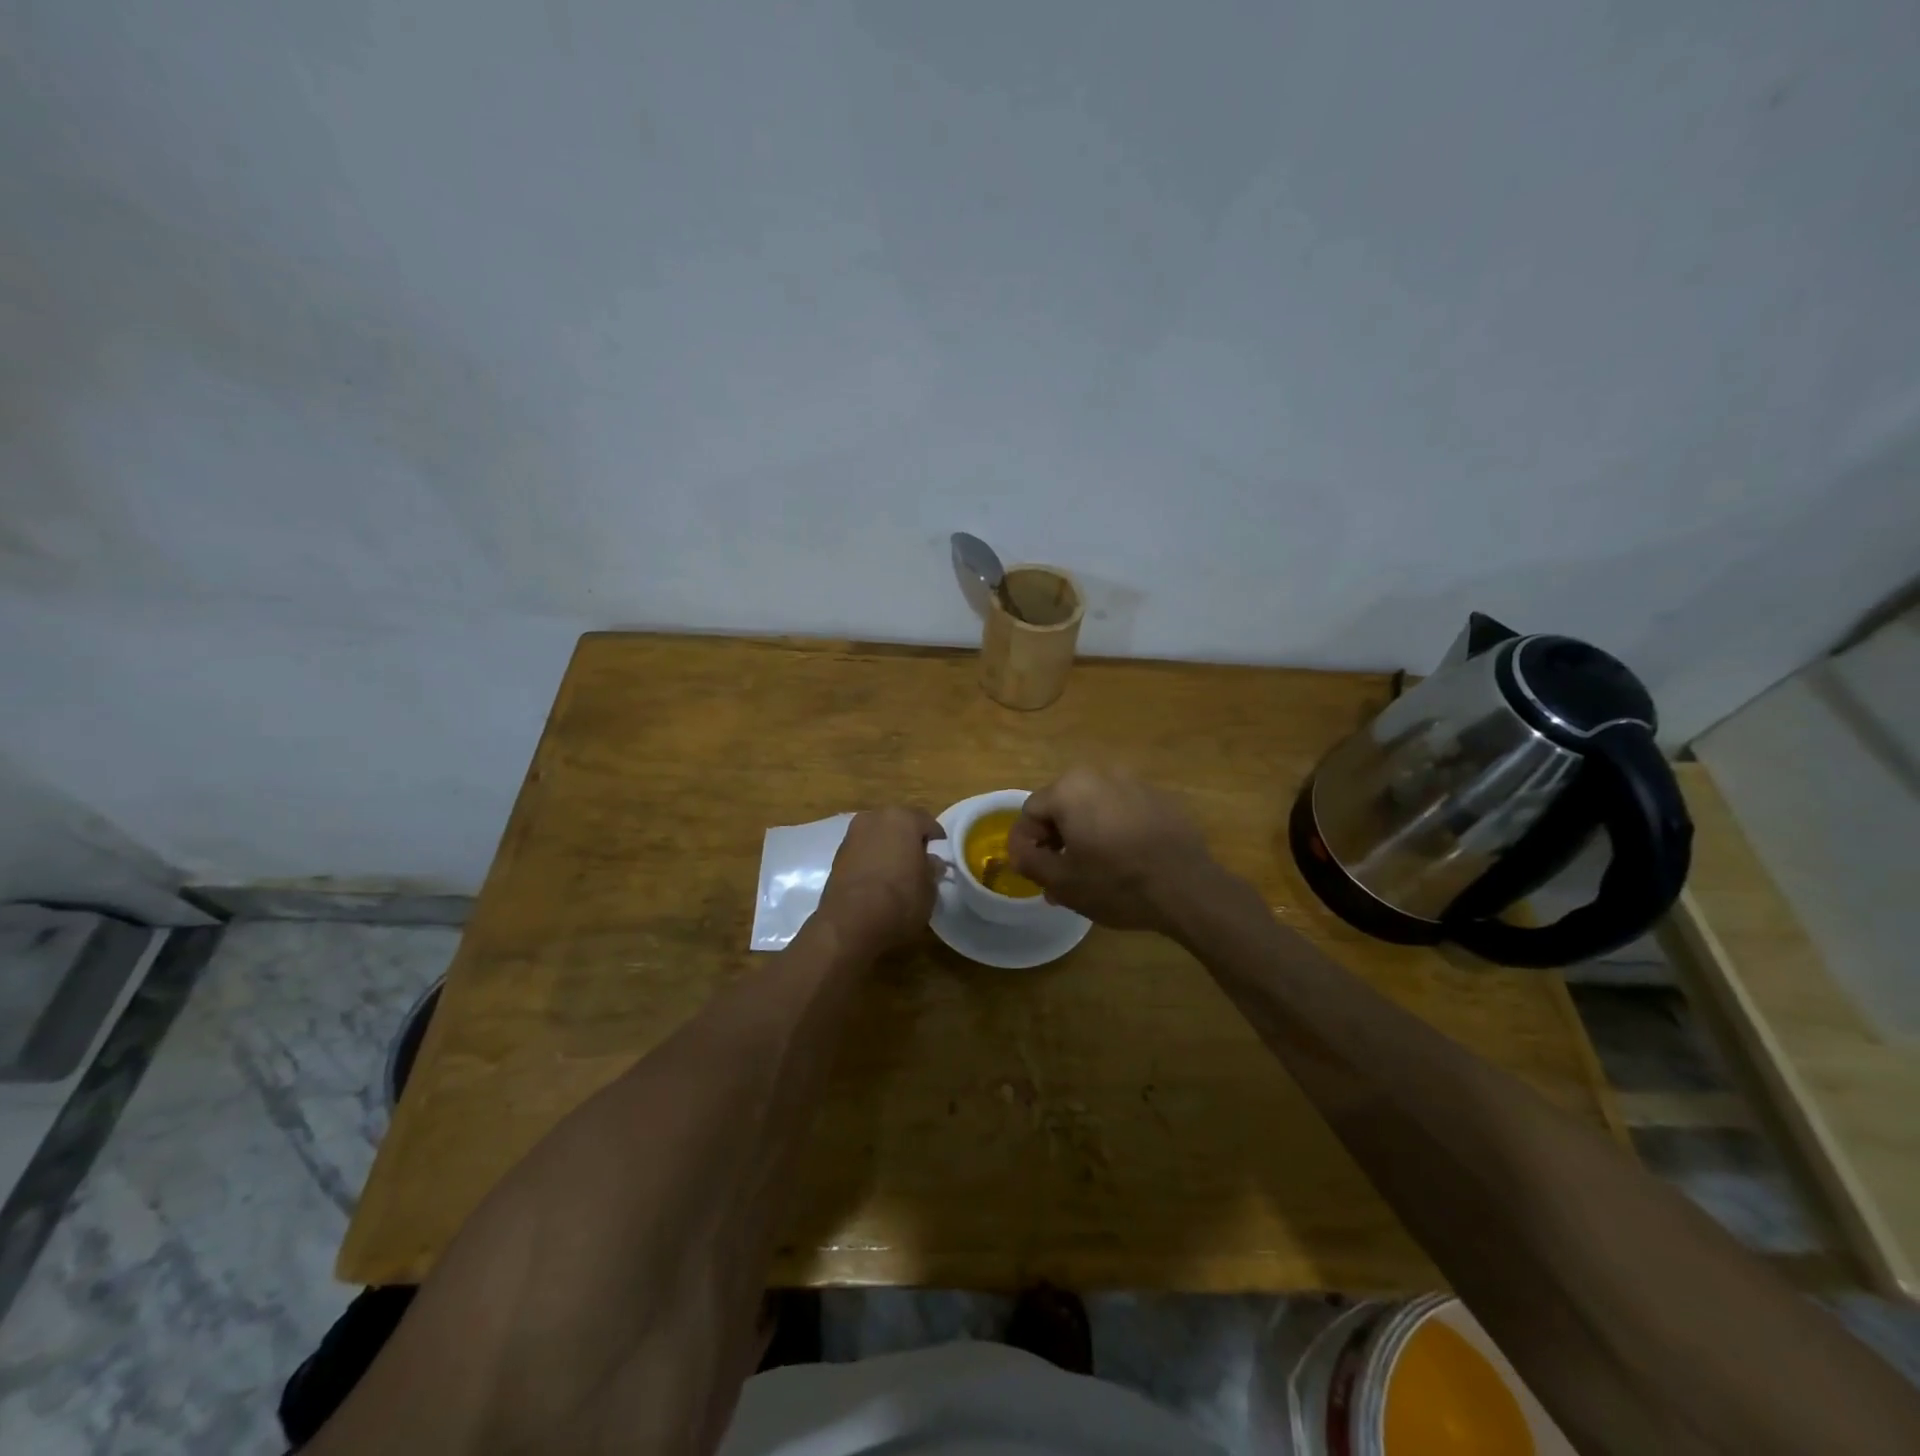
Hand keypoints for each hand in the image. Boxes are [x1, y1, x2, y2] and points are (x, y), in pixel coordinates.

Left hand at [816, 807, 945, 953]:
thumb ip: (932, 869)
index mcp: (902, 818)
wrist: (850, 922)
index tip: (941, 857)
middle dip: (909, 840)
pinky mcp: (836, 855)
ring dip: (887, 849)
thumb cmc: (900, 900)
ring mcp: (852, 835)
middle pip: (898, 825)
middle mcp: (875, 818)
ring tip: (896, 874)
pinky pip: (862, 852)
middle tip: (919, 863)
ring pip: (878, 836)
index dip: (937, 840)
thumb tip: (931, 862)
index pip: (927, 822)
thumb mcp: (929, 888)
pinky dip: (870, 860)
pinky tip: (877, 882)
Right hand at [1007, 768, 1217, 932]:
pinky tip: (1124, 859)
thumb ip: (1029, 860)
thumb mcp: (1061, 881)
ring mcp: (1134, 782)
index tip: (1032, 871)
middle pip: (1062, 805)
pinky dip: (1114, 828)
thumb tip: (1018, 850)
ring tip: (1091, 869)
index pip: (1030, 812)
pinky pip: (1122, 809)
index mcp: (1070, 789)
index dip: (1026, 843)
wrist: (1188, 888)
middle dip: (1055, 838)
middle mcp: (1100, 774)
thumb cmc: (1116, 884)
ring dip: (1084, 833)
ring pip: (1093, 806)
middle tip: (1059, 873)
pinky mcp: (1159, 797)